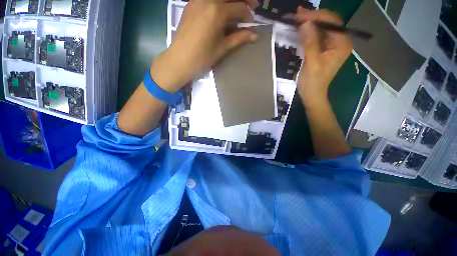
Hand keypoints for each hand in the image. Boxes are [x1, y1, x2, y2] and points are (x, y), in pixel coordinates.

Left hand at [150, 0, 259, 92]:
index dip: (248, 14)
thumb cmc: (202, 57)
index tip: (252, 23)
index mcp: (217, 11)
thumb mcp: (222, 48)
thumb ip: (239, 38)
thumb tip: (254, 36)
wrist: (180, 59)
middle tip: (252, 4)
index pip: (239, 7)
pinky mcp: (190, 3)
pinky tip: (221, 8)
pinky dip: (218, 1)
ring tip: (237, 6)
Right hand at [294, 7, 352, 106]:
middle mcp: (340, 41)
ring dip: (309, 22)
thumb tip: (305, 24)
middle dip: (312, 17)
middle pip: (328, 22)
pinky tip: (300, 27)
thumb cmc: (313, 83)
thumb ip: (310, 43)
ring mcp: (332, 44)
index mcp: (342, 44)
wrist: (312, 95)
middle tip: (296, 14)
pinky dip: (308, 31)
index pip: (331, 22)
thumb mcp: (312, 63)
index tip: (299, 15)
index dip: (316, 16)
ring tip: (296, 18)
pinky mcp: (324, 48)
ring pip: (322, 27)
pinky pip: (317, 35)